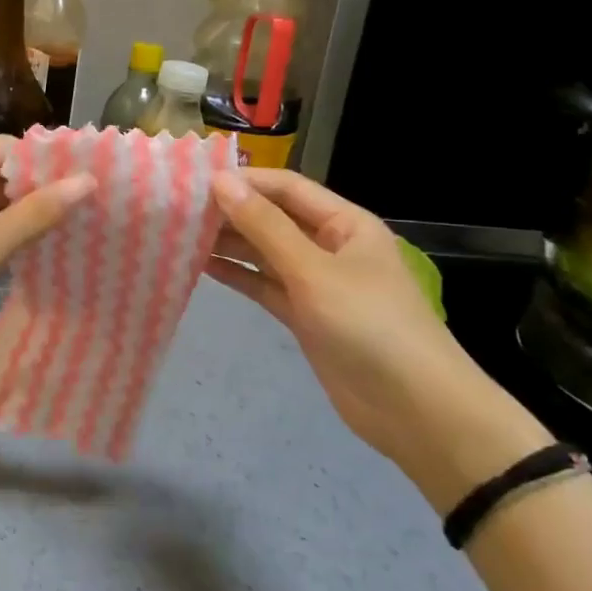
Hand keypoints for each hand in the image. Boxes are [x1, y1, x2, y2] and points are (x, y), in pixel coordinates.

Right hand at [206, 171, 545, 493]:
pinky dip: (238, 276)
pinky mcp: (305, 316)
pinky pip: (265, 286)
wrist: (414, 409)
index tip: (195, 181)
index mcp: (345, 223)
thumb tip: (221, 182)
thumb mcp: (313, 270)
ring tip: (180, 235)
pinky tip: (202, 268)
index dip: (245, 181)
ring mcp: (317, 283)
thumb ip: (265, 227)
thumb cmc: (369, 325)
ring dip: (229, 244)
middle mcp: (330, 246)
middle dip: (231, 213)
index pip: (287, 188)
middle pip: (274, 219)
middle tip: (178, 210)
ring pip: (265, 254)